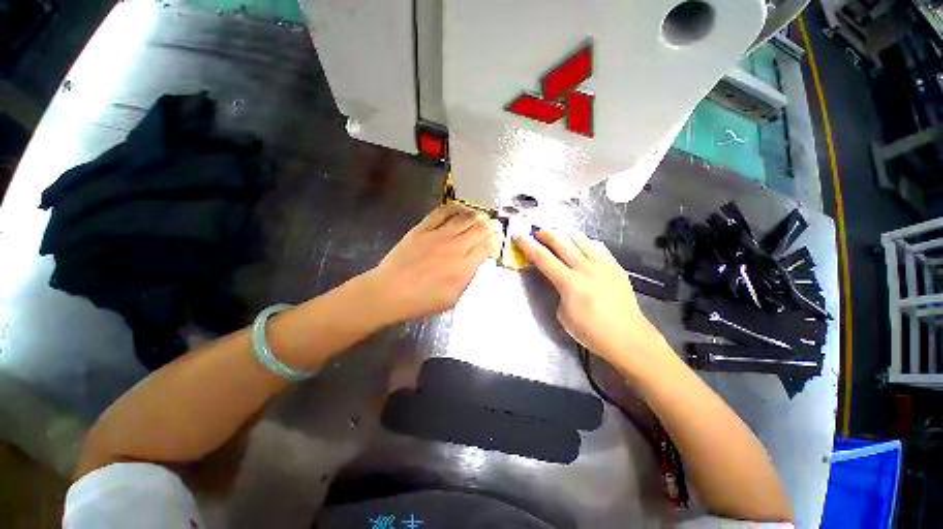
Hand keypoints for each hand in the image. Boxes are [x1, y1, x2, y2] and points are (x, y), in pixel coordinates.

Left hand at [365, 203, 502, 323]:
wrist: (390, 291)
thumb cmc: (422, 301)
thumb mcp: (452, 298)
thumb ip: (467, 278)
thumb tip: (474, 262)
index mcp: (464, 267)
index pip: (485, 247)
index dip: (494, 240)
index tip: (498, 237)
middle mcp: (455, 247)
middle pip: (479, 229)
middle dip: (491, 225)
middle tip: (495, 223)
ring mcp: (438, 235)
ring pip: (464, 218)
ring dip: (476, 215)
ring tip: (482, 215)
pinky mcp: (422, 228)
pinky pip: (441, 213)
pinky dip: (454, 208)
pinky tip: (460, 208)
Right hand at [513, 231, 663, 365]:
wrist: (628, 338)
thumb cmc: (591, 332)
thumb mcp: (563, 315)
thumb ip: (558, 292)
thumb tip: (559, 282)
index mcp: (569, 282)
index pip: (542, 258)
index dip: (527, 245)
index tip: (518, 235)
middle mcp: (585, 268)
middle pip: (561, 242)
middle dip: (546, 234)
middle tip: (537, 233)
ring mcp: (603, 265)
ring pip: (580, 239)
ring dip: (565, 236)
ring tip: (558, 238)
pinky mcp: (615, 267)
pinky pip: (598, 247)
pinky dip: (585, 243)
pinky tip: (582, 246)